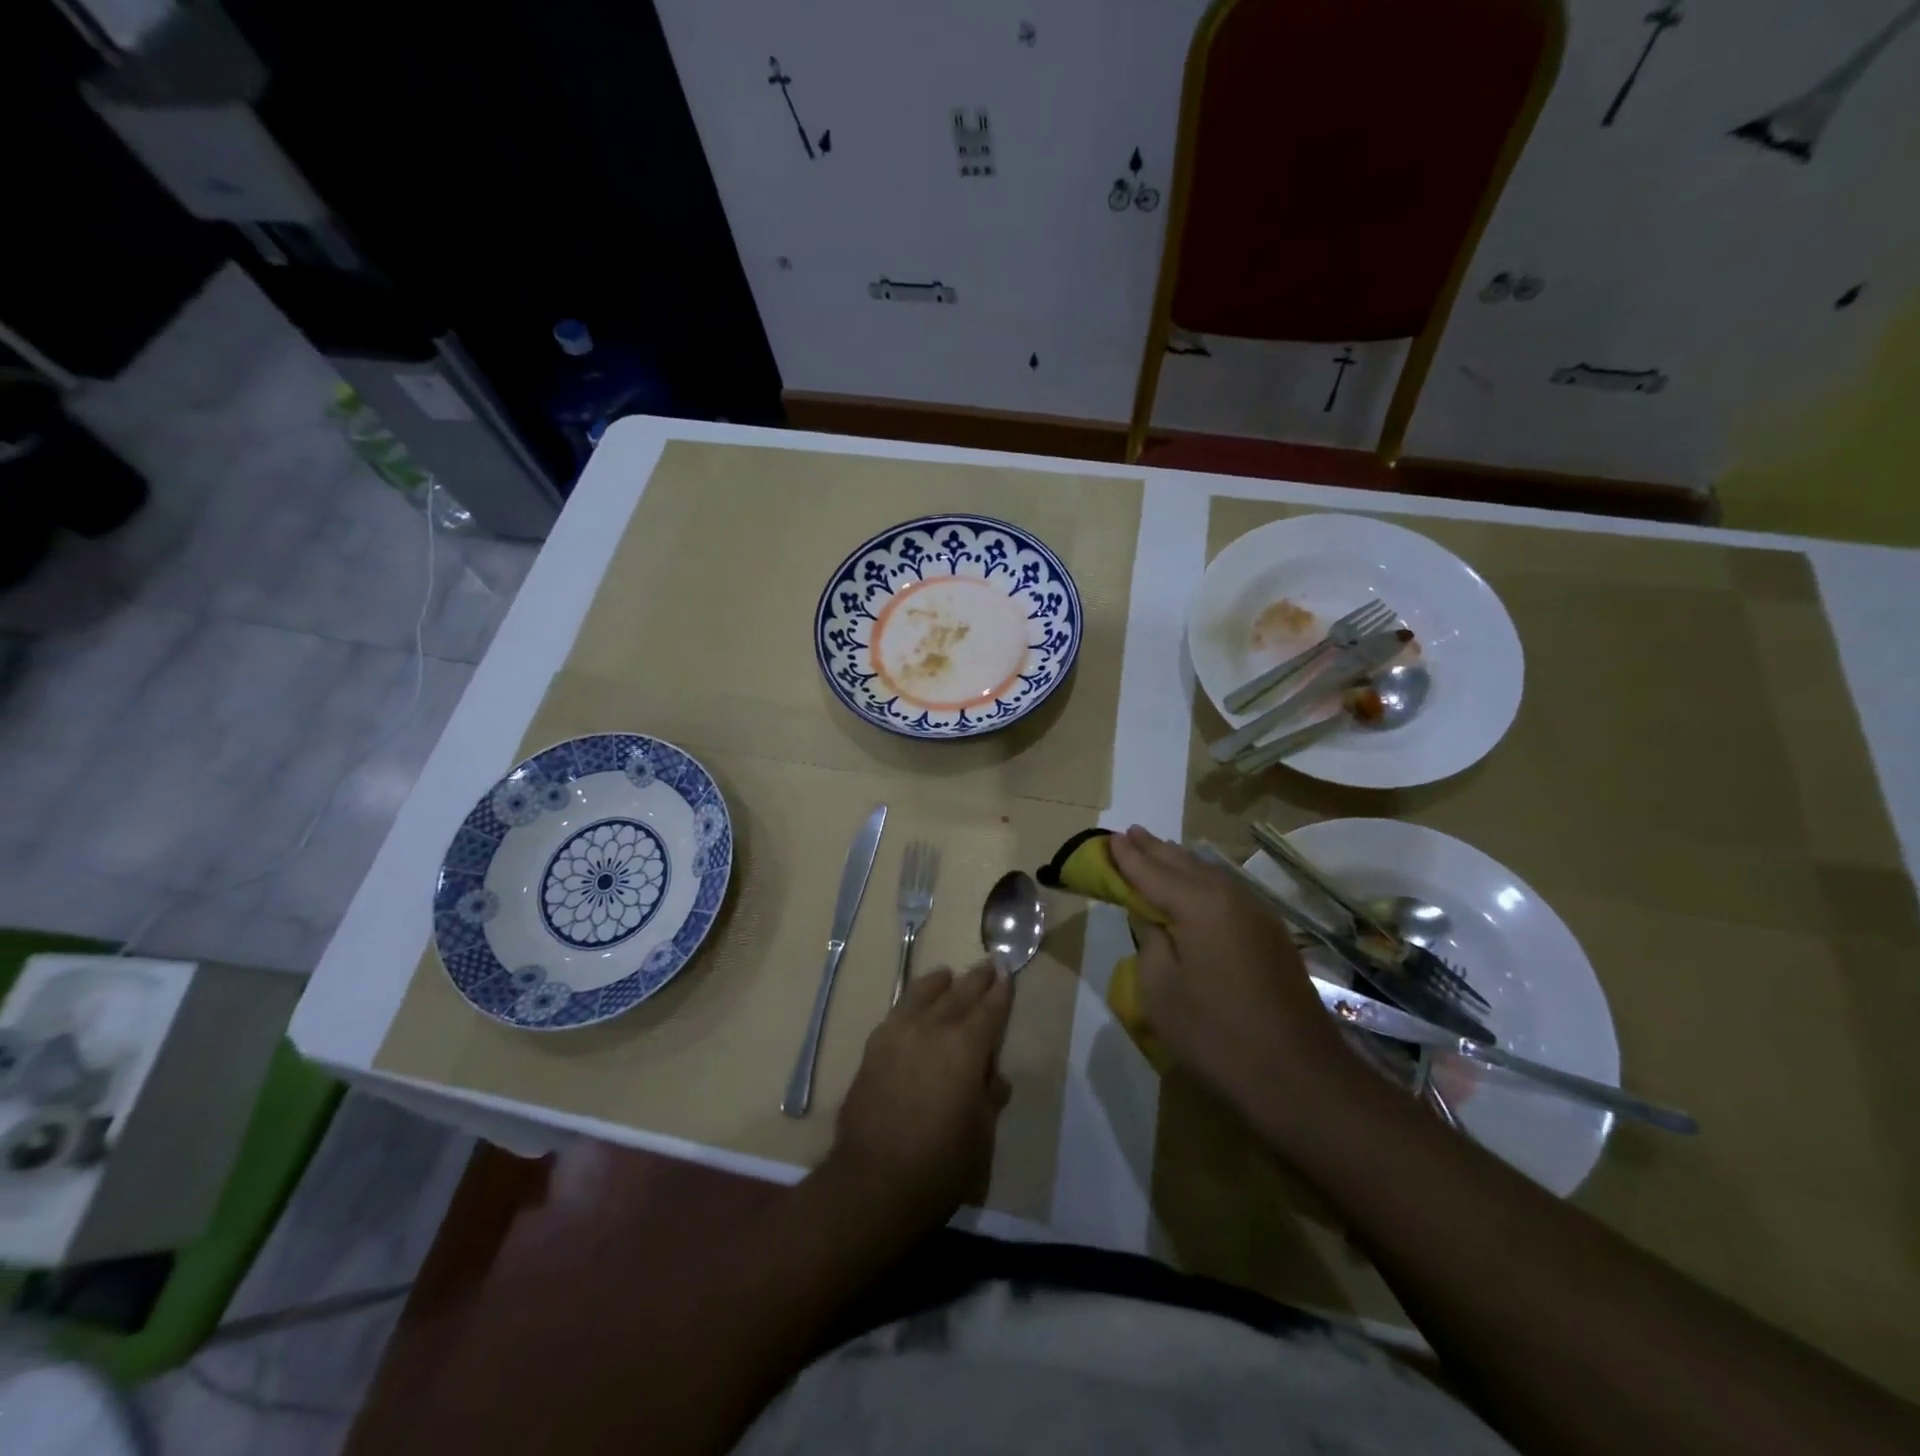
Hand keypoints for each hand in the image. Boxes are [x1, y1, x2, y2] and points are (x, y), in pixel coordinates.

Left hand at [830, 962, 1013, 1233]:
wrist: (873, 1181)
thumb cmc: (940, 1165)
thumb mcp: (981, 1136)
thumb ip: (989, 1098)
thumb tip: (994, 1078)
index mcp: (966, 1048)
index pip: (990, 1010)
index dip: (1001, 992)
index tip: (1008, 974)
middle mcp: (932, 1029)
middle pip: (958, 994)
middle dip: (976, 980)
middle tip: (988, 964)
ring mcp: (898, 1034)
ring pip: (922, 995)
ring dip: (940, 983)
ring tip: (948, 975)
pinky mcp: (873, 1048)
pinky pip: (897, 1012)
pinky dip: (911, 1001)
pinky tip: (914, 1003)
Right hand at [1109, 825, 1360, 1115]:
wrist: (1299, 1077)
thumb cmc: (1216, 1034)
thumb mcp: (1161, 988)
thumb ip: (1150, 940)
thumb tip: (1154, 918)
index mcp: (1199, 904)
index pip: (1152, 871)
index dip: (1126, 857)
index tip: (1107, 839)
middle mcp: (1230, 896)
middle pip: (1183, 863)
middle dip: (1153, 850)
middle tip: (1128, 834)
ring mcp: (1256, 914)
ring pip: (1209, 874)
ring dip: (1179, 862)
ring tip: (1156, 850)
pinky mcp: (1270, 935)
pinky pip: (1226, 892)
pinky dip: (1201, 881)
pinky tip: (1194, 885)